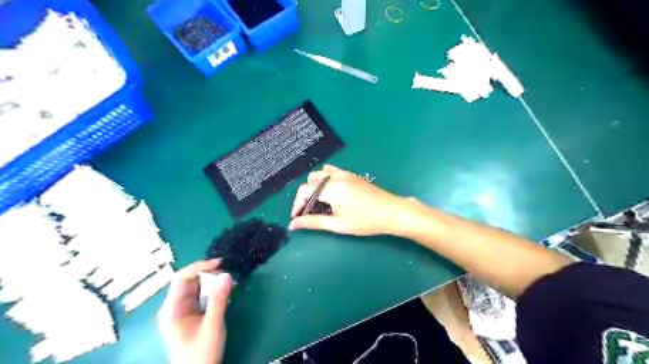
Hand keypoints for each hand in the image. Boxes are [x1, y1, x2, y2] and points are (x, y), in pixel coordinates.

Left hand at [158, 259, 233, 363]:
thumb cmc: (201, 353)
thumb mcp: (212, 325)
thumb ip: (219, 299)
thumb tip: (227, 275)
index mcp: (172, 309)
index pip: (181, 279)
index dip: (199, 267)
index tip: (219, 264)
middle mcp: (175, 307)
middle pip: (190, 281)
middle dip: (209, 274)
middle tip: (228, 274)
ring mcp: (183, 311)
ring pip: (197, 287)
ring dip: (213, 282)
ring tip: (230, 282)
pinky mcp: (192, 314)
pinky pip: (202, 296)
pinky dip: (214, 291)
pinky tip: (226, 292)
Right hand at [289, 163, 410, 235]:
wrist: (392, 212)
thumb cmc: (365, 221)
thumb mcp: (338, 224)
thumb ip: (314, 222)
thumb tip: (293, 225)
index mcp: (330, 188)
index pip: (304, 191)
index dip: (297, 204)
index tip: (297, 217)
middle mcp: (335, 177)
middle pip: (310, 181)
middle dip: (305, 196)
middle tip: (309, 212)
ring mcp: (344, 173)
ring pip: (320, 174)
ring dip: (314, 187)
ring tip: (319, 203)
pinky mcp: (351, 175)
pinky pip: (332, 172)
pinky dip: (325, 180)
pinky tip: (331, 193)